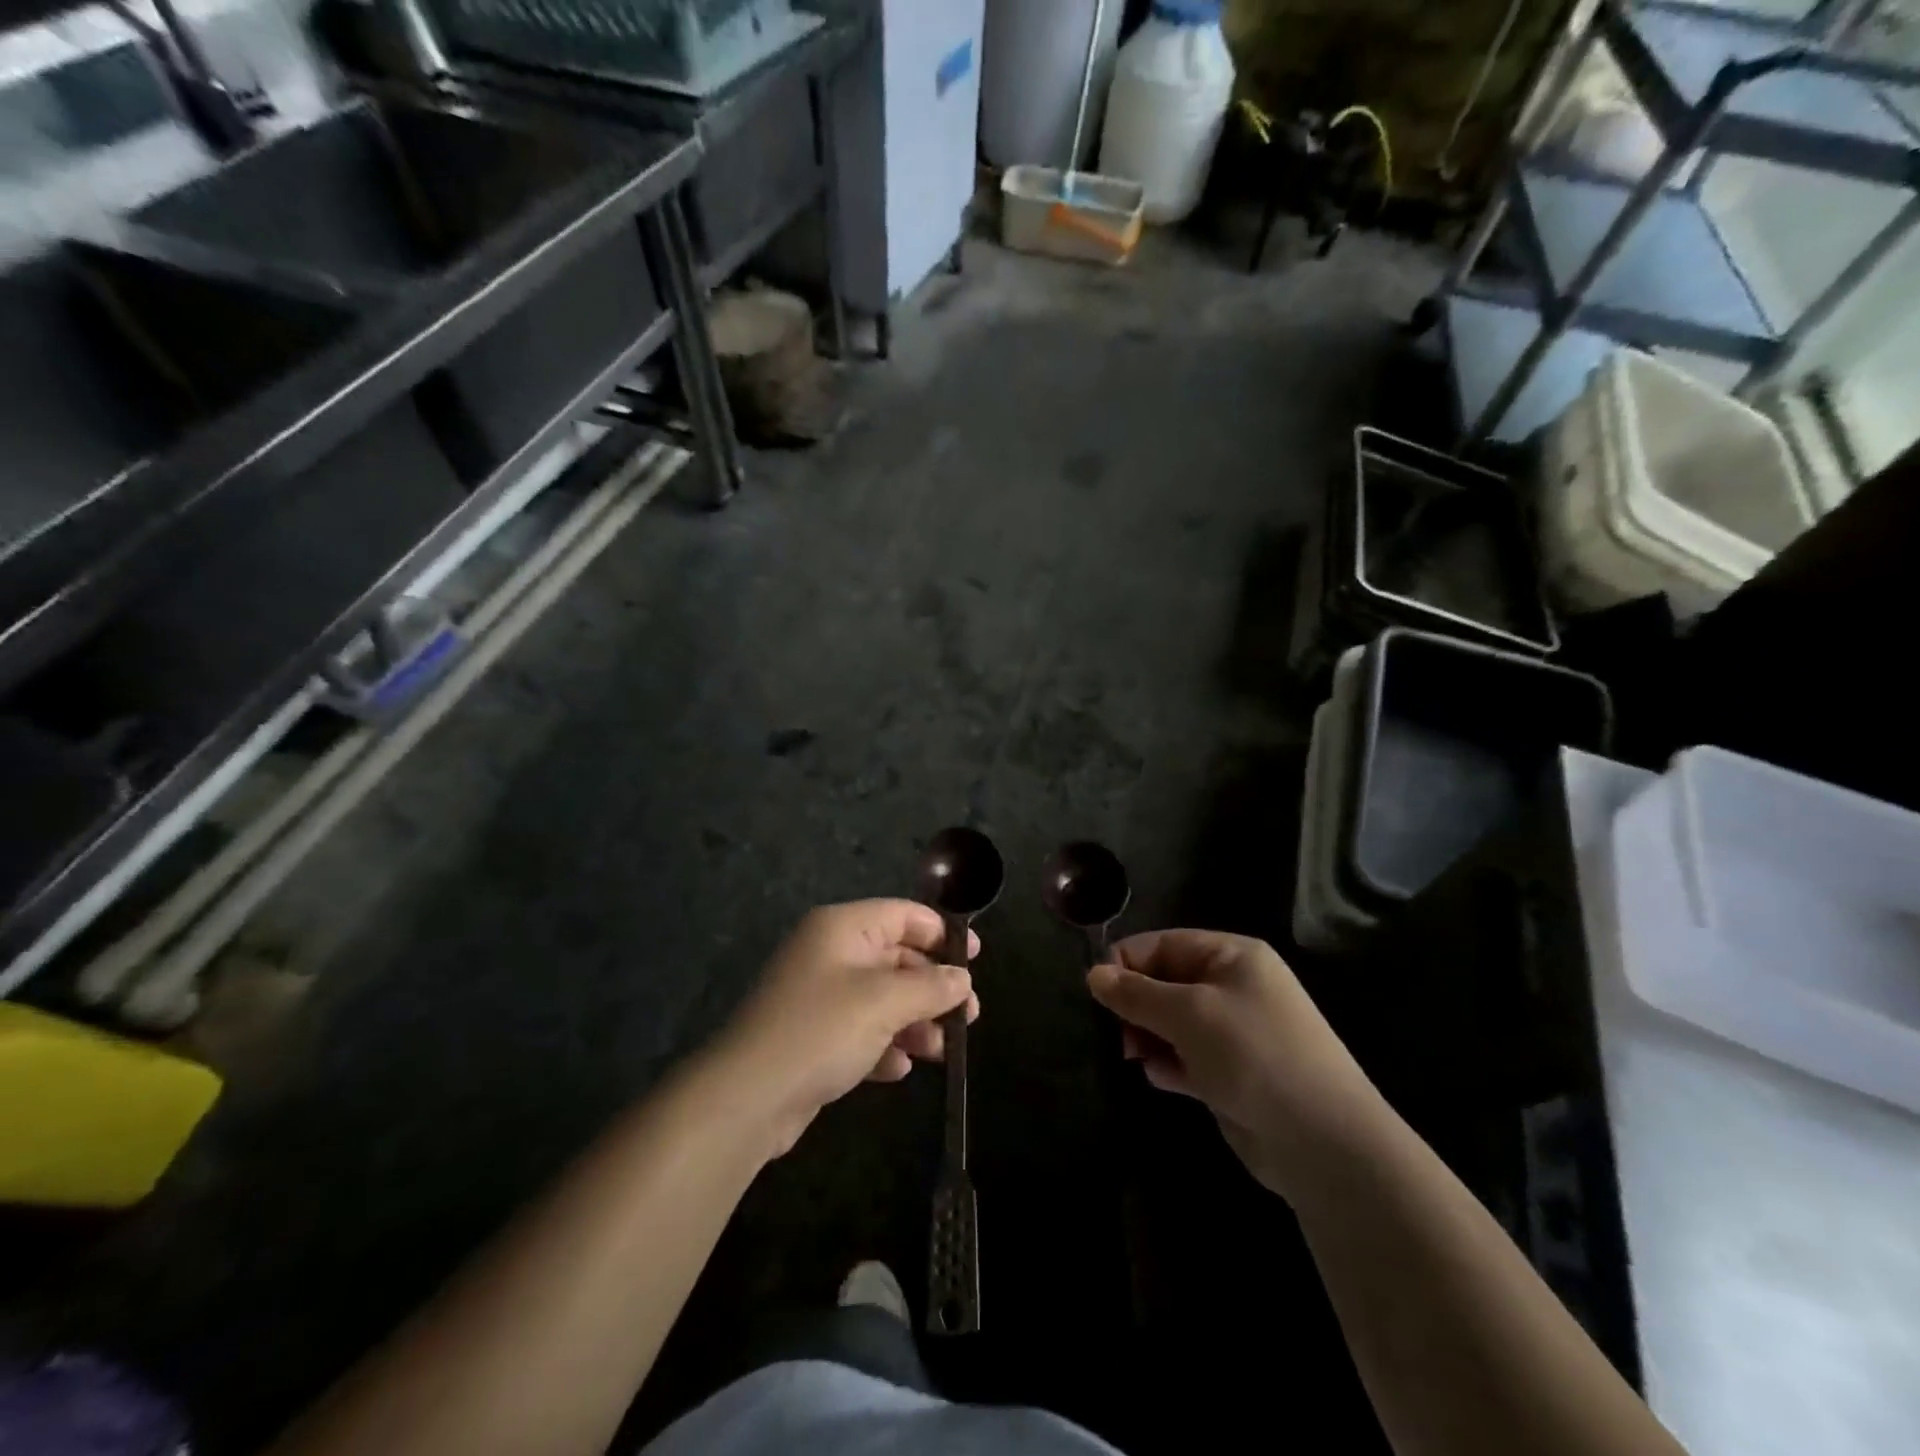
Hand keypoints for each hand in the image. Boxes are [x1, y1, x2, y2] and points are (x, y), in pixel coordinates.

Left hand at [714, 900, 979, 1155]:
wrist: (747, 1098)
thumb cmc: (821, 1031)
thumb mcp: (885, 1002)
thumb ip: (931, 986)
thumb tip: (963, 979)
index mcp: (842, 928)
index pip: (902, 915)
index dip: (941, 933)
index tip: (974, 958)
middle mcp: (830, 954)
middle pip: (896, 958)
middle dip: (932, 987)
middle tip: (968, 1016)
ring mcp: (819, 997)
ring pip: (882, 999)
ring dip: (914, 1022)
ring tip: (940, 1050)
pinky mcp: (814, 1037)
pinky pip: (861, 1031)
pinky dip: (883, 1045)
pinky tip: (898, 1069)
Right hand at [1087, 930, 1383, 1198]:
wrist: (1322, 1142)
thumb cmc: (1253, 1054)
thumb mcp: (1188, 1013)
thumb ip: (1136, 993)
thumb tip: (1093, 974)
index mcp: (1232, 956)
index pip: (1164, 944)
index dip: (1127, 963)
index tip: (1096, 992)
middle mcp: (1234, 987)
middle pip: (1165, 982)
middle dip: (1136, 1005)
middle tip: (1118, 1033)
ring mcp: (1234, 1032)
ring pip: (1172, 1022)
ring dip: (1148, 1036)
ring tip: (1134, 1057)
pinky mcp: (1232, 1074)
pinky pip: (1186, 1057)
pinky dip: (1168, 1063)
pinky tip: (1158, 1077)